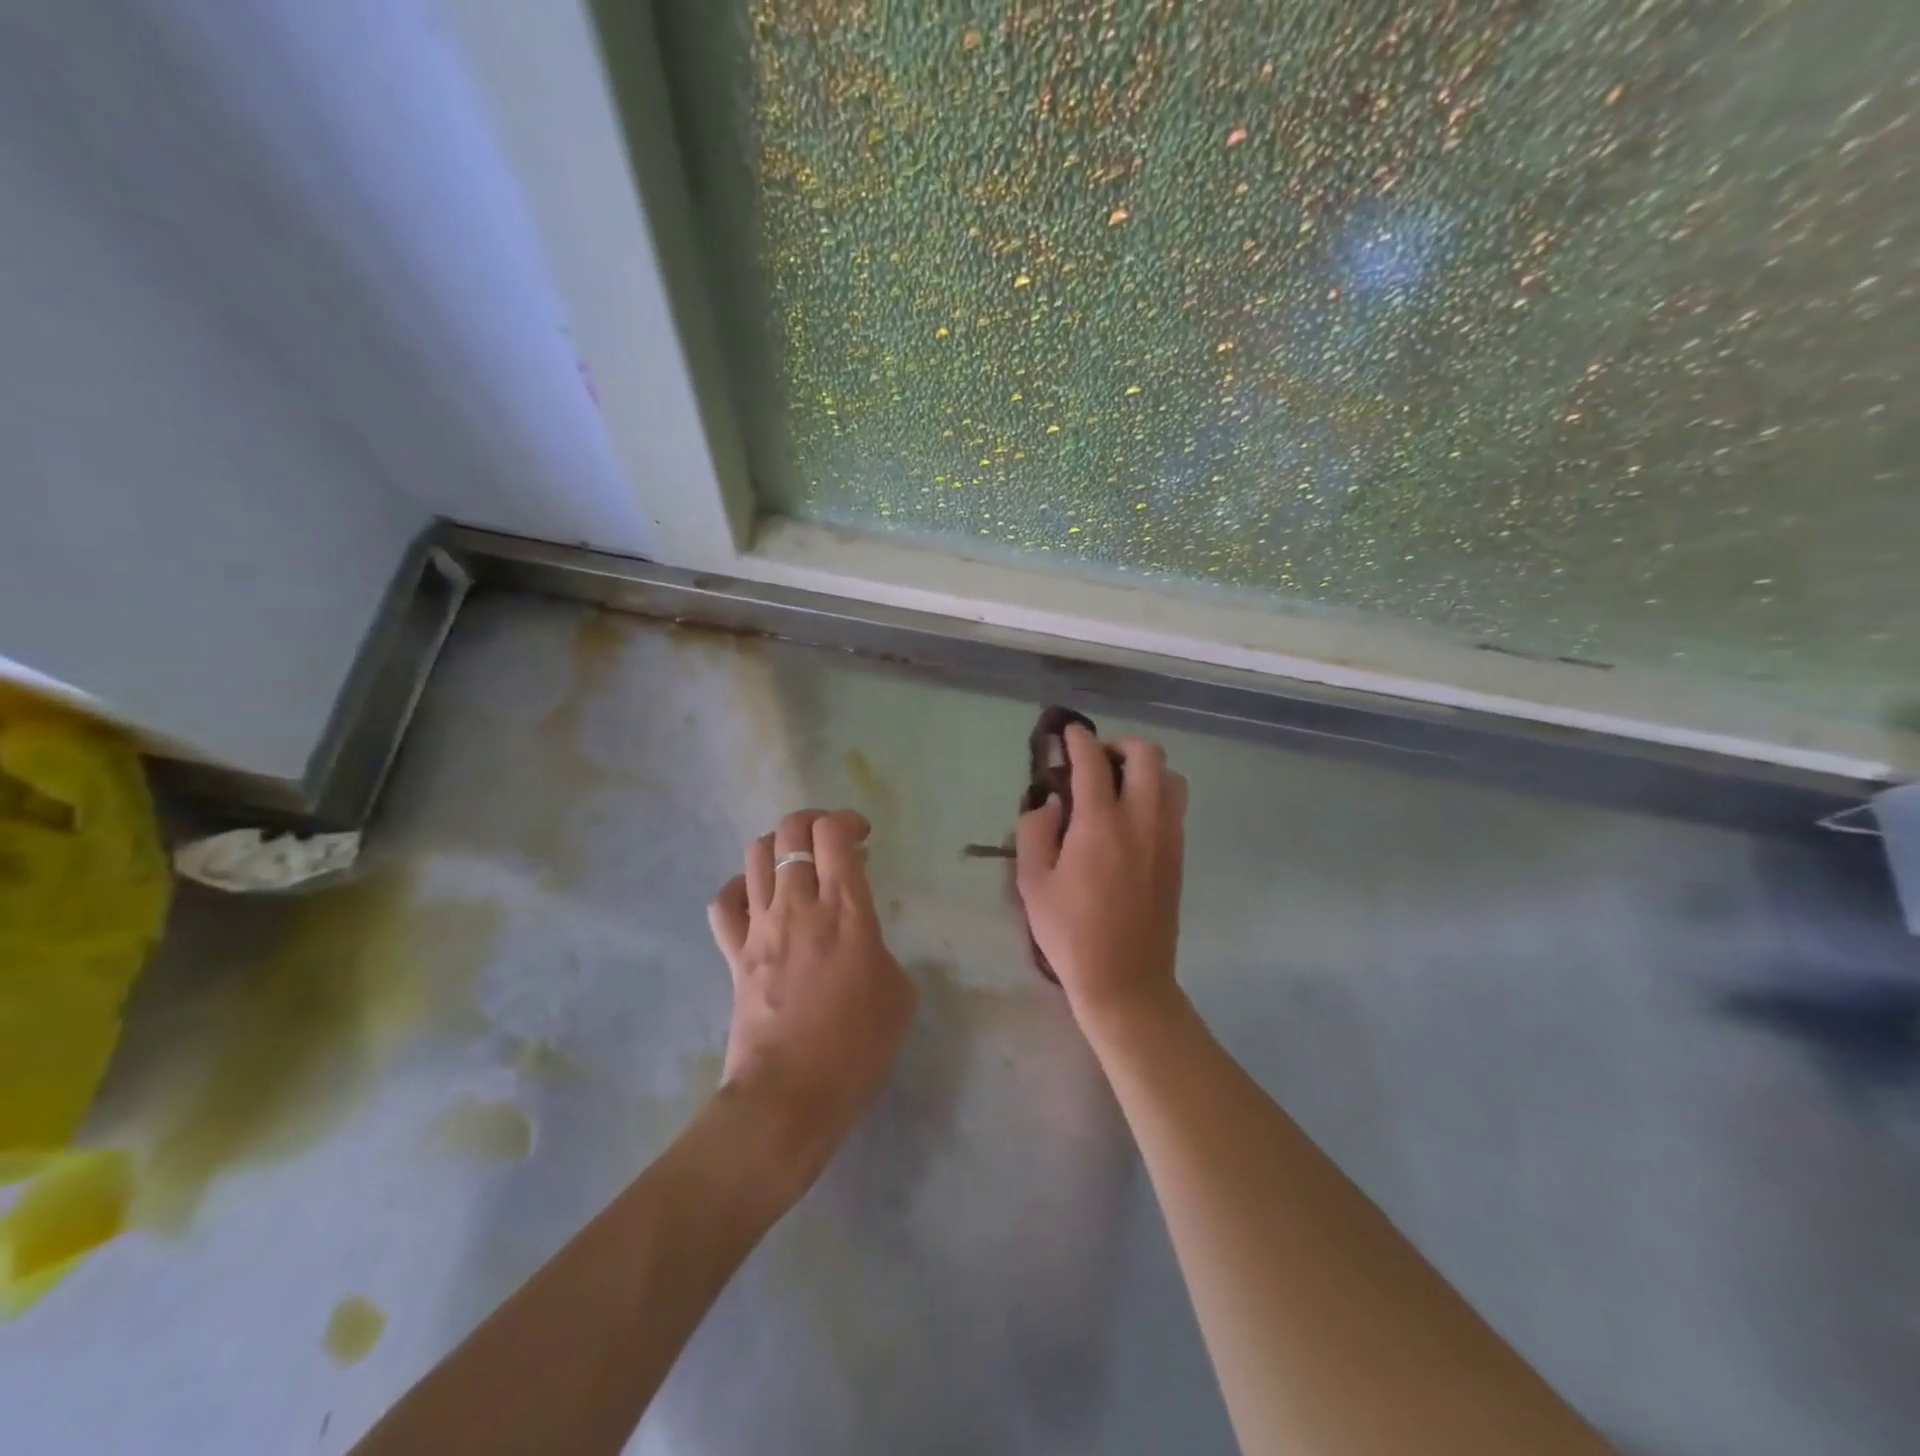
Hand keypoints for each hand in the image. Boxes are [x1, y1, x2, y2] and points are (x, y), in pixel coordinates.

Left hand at [707, 809, 916, 1191]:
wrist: (790, 1096)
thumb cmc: (856, 1048)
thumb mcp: (899, 994)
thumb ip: (880, 950)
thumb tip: (861, 940)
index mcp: (846, 911)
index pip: (834, 835)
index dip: (847, 821)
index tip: (861, 836)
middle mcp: (799, 906)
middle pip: (790, 832)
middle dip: (812, 822)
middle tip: (831, 841)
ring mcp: (760, 927)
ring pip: (756, 855)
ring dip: (779, 848)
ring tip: (797, 865)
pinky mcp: (734, 953)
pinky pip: (724, 902)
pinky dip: (741, 888)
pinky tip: (758, 898)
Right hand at [1015, 726, 1188, 1033]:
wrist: (1126, 980)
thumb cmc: (1071, 934)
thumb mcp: (1032, 884)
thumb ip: (1034, 831)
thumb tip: (1051, 803)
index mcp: (1101, 824)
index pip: (1094, 761)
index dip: (1078, 740)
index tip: (1068, 734)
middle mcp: (1142, 820)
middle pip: (1147, 755)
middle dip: (1120, 745)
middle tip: (1095, 763)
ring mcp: (1167, 837)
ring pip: (1171, 777)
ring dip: (1145, 769)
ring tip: (1117, 788)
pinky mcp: (1178, 856)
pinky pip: (1175, 805)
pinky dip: (1156, 793)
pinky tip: (1129, 818)